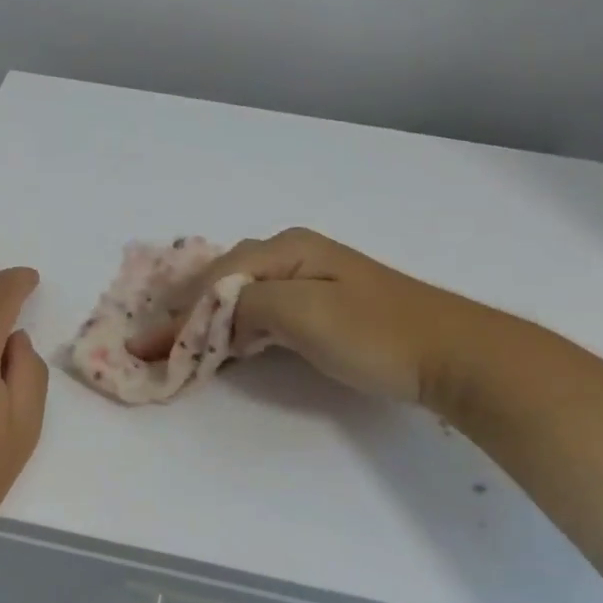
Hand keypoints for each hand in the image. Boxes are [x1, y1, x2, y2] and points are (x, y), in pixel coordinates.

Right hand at [127, 227, 486, 406]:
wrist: (454, 354)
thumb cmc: (376, 332)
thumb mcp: (304, 313)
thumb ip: (248, 305)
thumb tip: (214, 314)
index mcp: (286, 248)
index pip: (217, 278)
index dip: (180, 314)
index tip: (148, 347)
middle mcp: (292, 255)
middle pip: (223, 280)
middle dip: (186, 311)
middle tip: (152, 342)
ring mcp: (309, 280)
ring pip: (241, 295)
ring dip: (207, 319)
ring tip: (176, 344)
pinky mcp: (322, 306)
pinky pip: (262, 311)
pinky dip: (235, 327)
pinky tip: (224, 343)